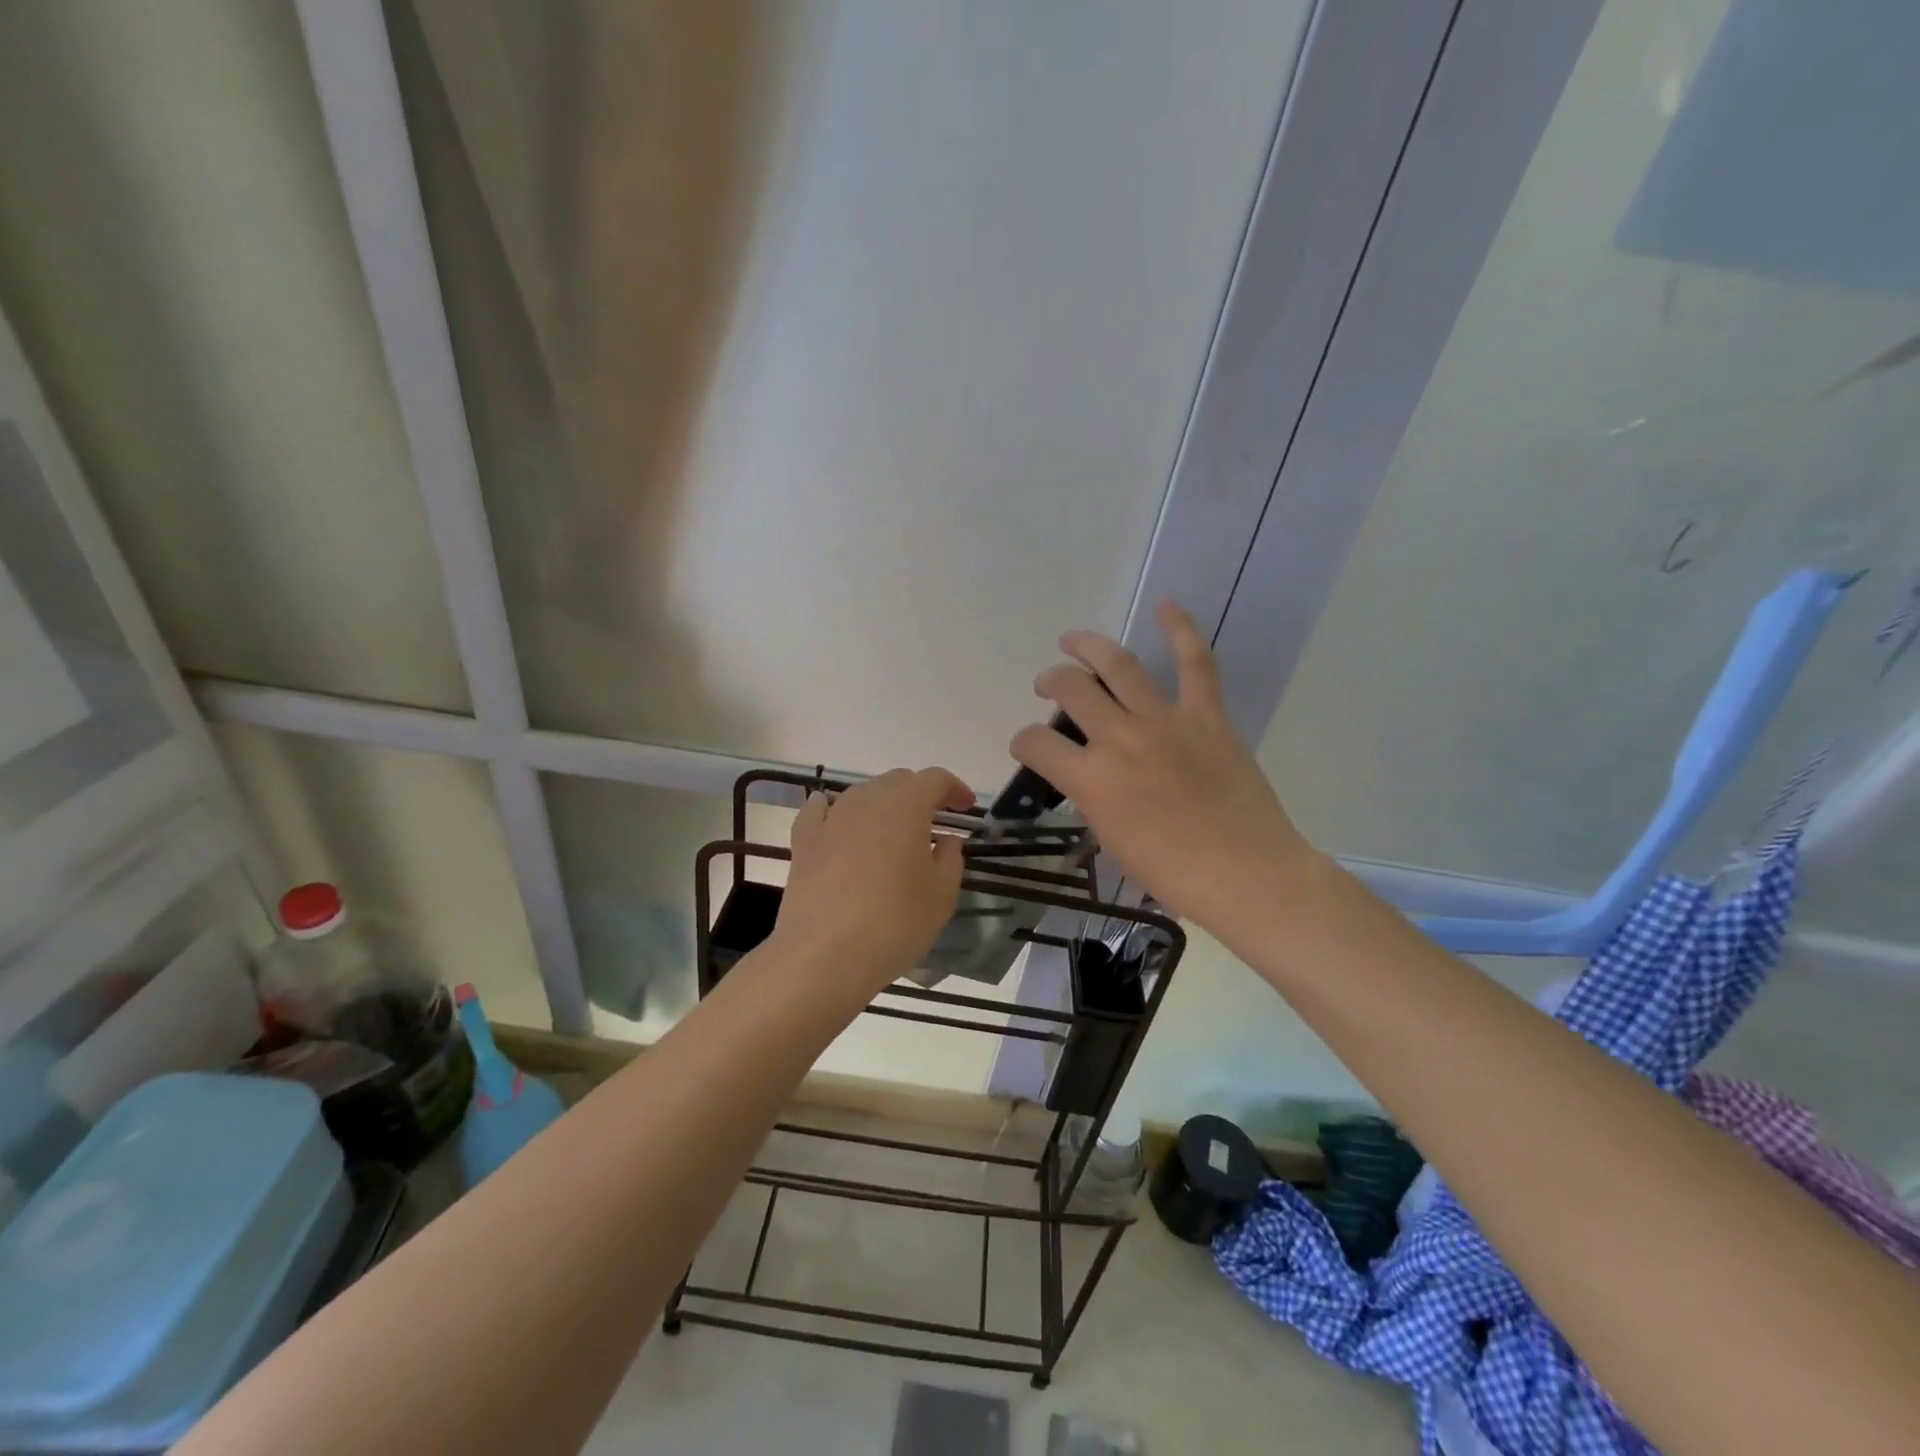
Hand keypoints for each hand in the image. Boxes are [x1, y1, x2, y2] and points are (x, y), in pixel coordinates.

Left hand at [773, 767, 975, 993]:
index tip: (965, 807)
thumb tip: (945, 841)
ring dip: (883, 804)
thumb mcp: (941, 896)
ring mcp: (831, 819)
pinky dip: (832, 809)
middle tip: (934, 821)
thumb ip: (950, 859)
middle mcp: (866, 801)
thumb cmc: (894, 924)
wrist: (823, 956)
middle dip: (920, 794)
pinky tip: (833, 816)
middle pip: (897, 781)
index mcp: (905, 806)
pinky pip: (819, 812)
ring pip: (862, 794)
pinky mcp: (804, 842)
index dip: (954, 788)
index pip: (934, 779)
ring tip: (893, 831)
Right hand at [1010, 600, 1321, 946]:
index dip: (1023, 741)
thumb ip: (1092, 800)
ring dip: (1089, 646)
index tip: (1028, 746)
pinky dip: (1181, 628)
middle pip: (1070, 689)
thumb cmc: (1173, 874)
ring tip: (1072, 640)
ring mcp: (1164, 720)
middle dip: (1050, 682)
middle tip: (1047, 685)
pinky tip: (1166, 603)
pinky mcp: (1206, 715)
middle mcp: (1119, 738)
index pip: (1036, 743)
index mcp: (1090, 779)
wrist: (1246, 874)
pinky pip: (1195, 662)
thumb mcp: (1112, 841)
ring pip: (1118, 664)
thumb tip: (1088, 779)